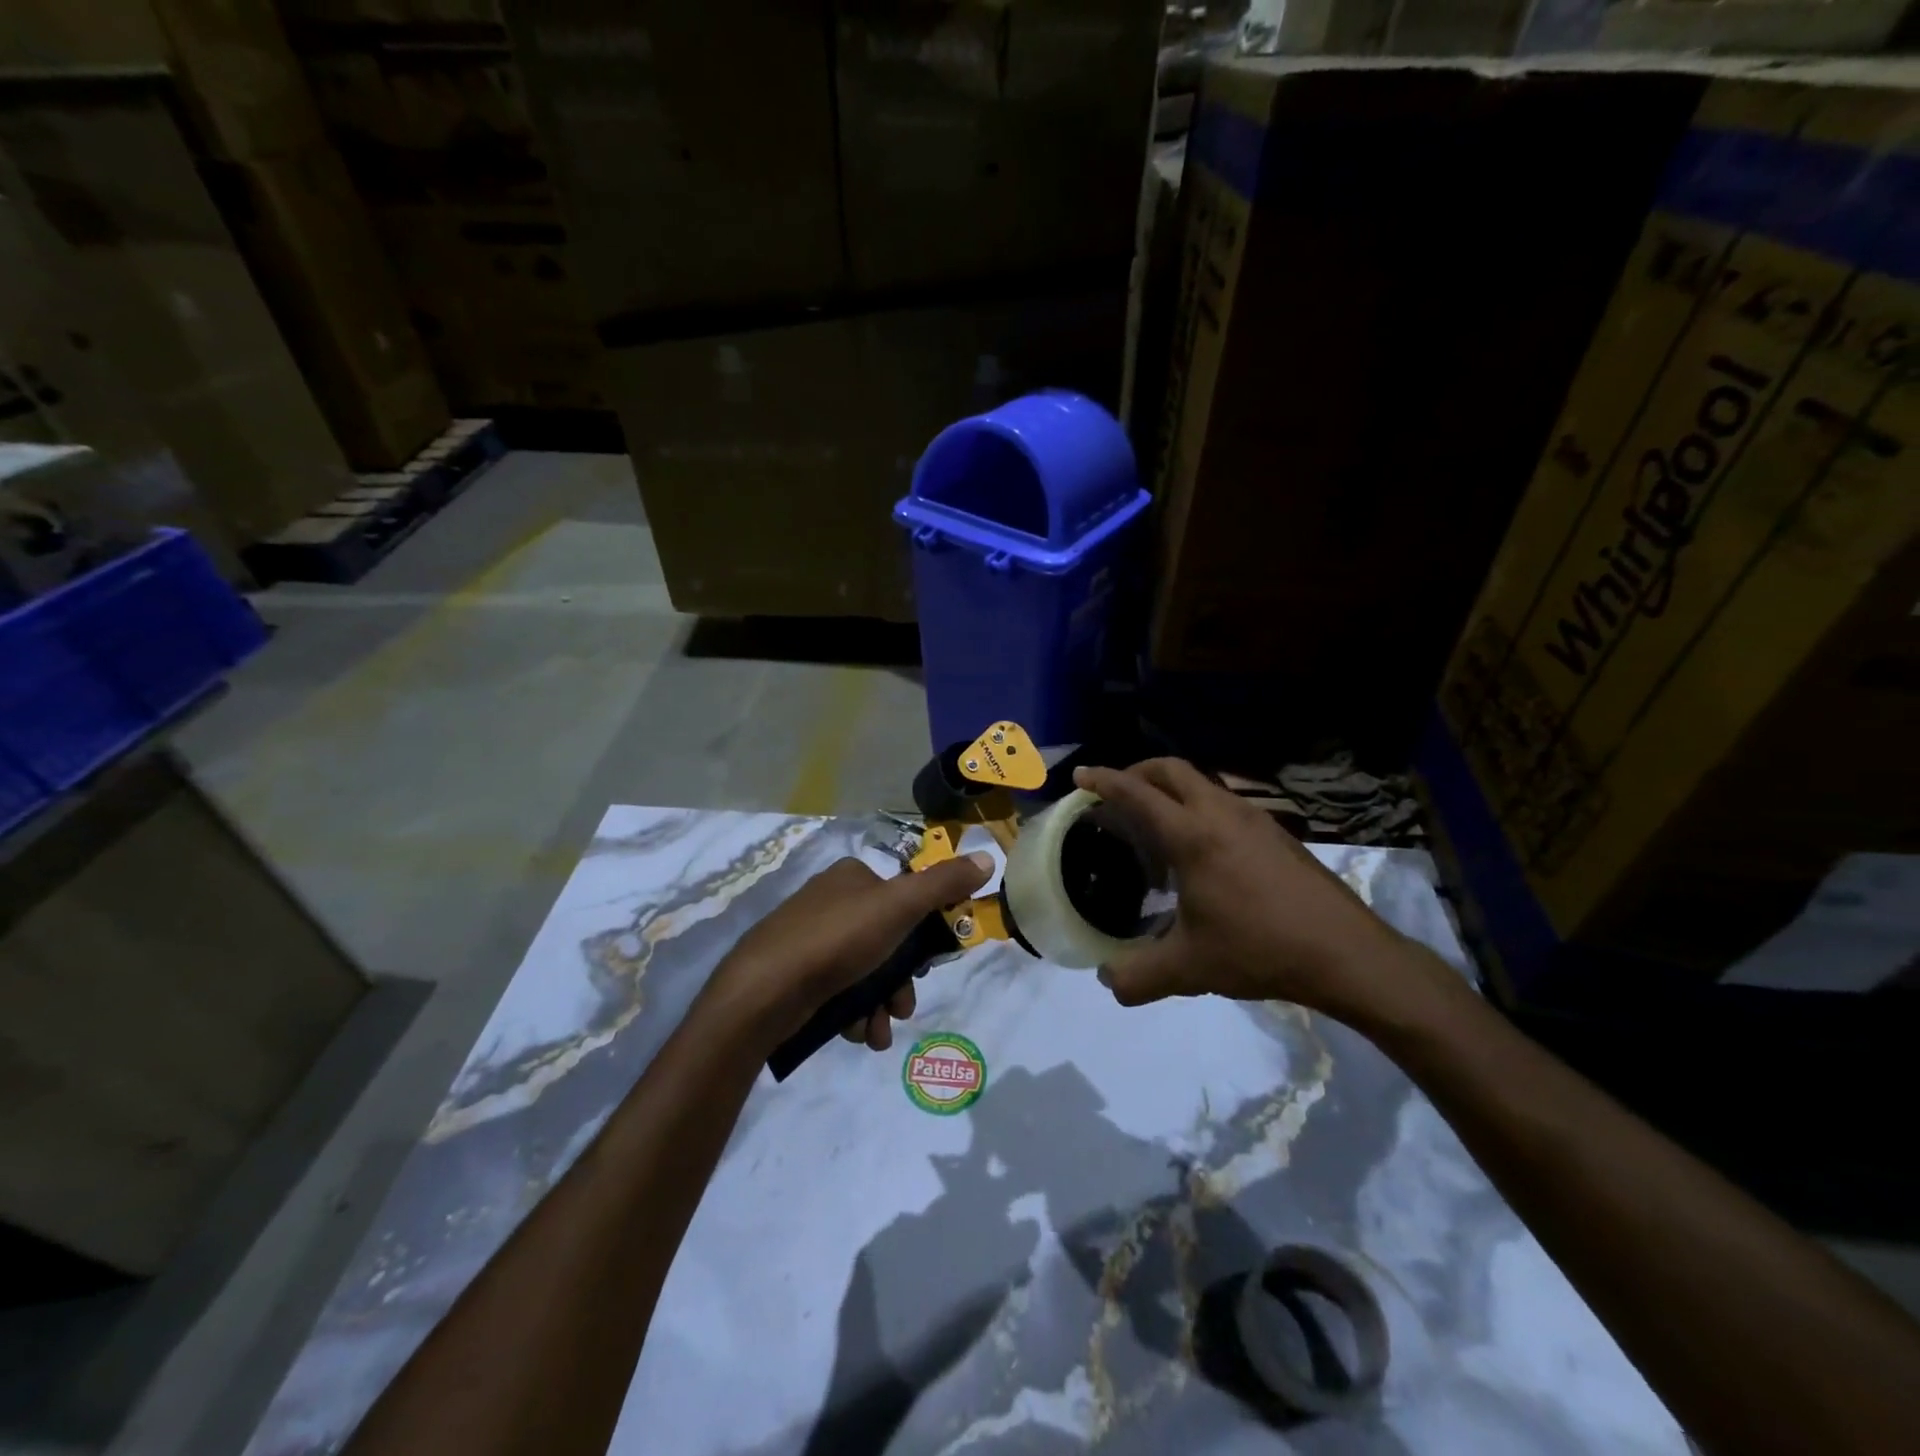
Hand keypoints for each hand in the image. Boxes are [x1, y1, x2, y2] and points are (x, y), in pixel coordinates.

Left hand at [704, 851, 993, 1051]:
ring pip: (865, 972)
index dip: (922, 935)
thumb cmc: (836, 940)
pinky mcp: (796, 975)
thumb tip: (988, 858)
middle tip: (903, 1007)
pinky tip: (856, 1034)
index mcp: (853, 877)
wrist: (763, 992)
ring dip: (881, 1005)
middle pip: (888, 941)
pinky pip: (839, 992)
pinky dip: (854, 1014)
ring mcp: (810, 940)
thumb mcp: (899, 906)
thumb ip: (944, 885)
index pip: (904, 899)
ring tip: (878, 1031)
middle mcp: (831, 902)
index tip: (929, 966)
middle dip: (900, 981)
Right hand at [1071, 760, 1421, 1021]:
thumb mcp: (1189, 969)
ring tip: (1155, 824)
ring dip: (1170, 789)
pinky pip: (1224, 801)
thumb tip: (1105, 980)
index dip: (1104, 780)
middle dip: (1136, 772)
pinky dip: (1198, 807)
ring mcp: (1255, 818)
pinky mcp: (1277, 831)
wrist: (1347, 954)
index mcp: (1192, 836)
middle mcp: (1221, 813)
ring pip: (1202, 783)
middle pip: (1171, 770)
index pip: (1137, 793)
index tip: (1081, 775)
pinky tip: (1201, 851)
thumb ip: (1137, 976)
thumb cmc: (1260, 950)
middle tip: (1115, 792)